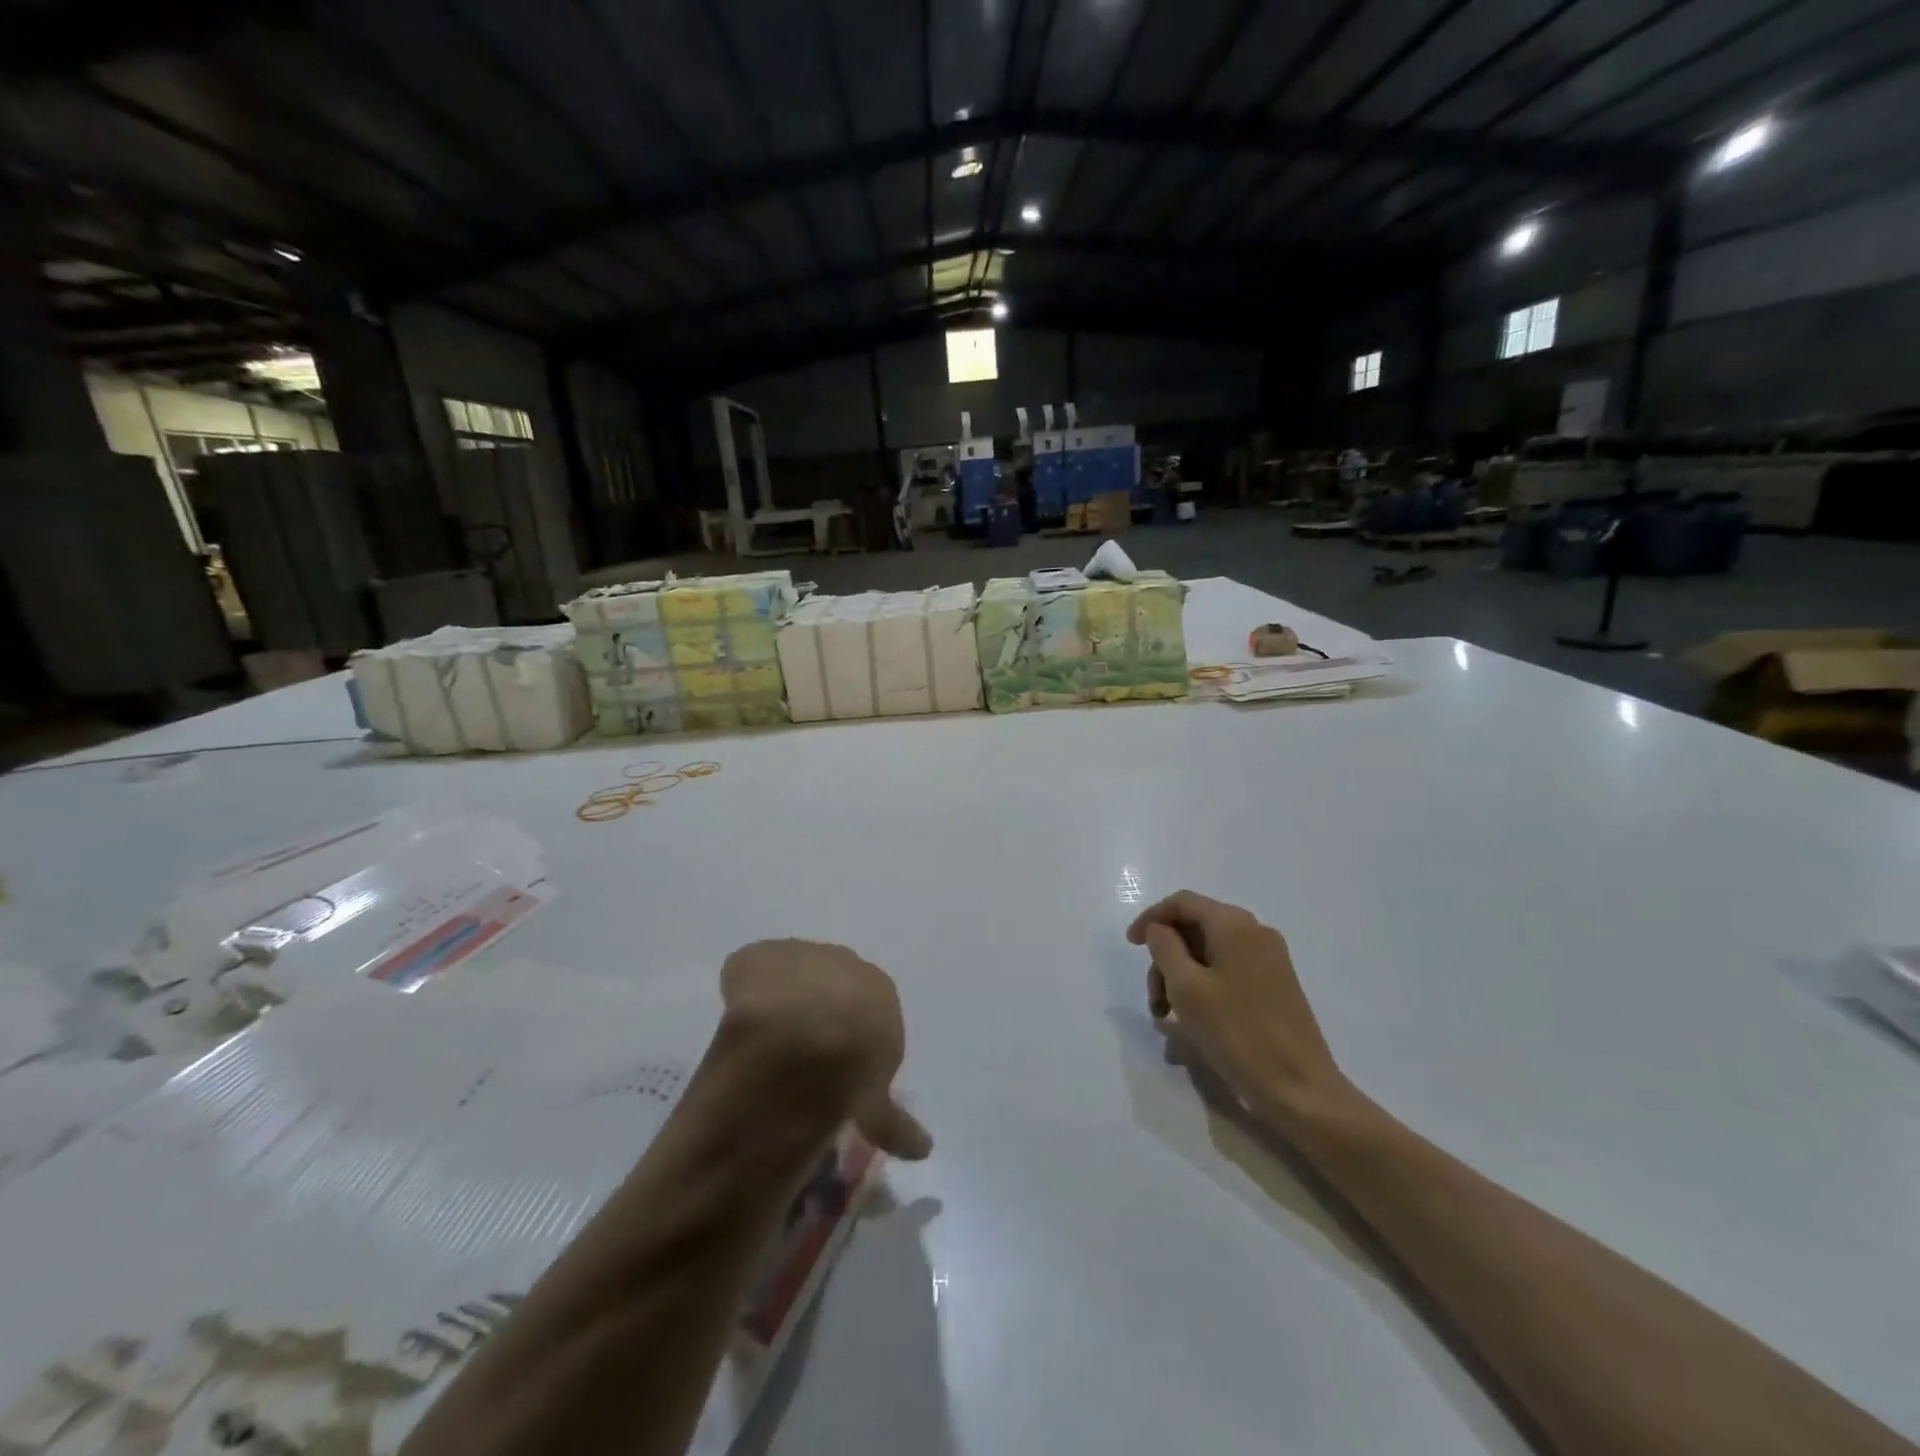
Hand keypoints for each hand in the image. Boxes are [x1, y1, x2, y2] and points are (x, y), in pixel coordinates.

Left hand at [718, 940, 932, 1160]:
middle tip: (799, 1049)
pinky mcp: (760, 956)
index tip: (835, 1064)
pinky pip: (750, 973)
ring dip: (780, 1000)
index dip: (850, 1036)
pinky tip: (736, 1019)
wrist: (807, 1035)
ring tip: (763, 1037)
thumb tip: (919, 1146)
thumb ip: (890, 1118)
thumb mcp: (876, 1104)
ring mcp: (802, 955)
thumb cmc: (852, 1068)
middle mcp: (847, 963)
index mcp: (881, 991)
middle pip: (831, 984)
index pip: (868, 1009)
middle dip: (817, 1010)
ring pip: (792, 976)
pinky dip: (743, 992)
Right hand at [1127, 891, 1352, 1127]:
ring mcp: (1270, 960)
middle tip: (1154, 1002)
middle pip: (1195, 929)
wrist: (1300, 1089)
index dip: (1151, 918)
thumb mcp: (1187, 987)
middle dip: (1165, 960)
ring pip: (1209, 954)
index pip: (1182, 902)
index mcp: (1234, 925)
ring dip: (1181, 979)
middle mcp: (1255, 932)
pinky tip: (1193, 1023)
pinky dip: (1203, 988)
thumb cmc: (1237, 1033)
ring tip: (1169, 1021)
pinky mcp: (1276, 985)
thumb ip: (1164, 947)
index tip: (1130, 946)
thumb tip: (1159, 929)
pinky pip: (1227, 972)